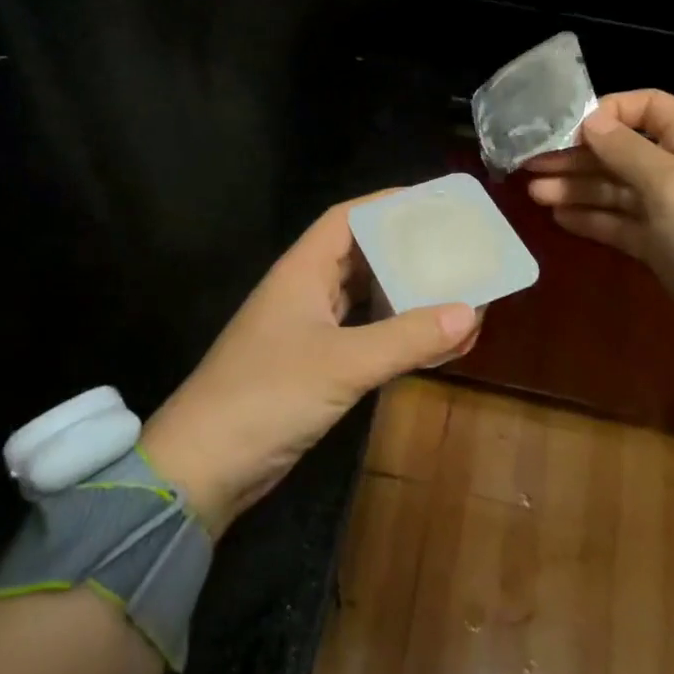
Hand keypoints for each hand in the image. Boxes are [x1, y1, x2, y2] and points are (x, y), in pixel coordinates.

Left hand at [140, 195, 479, 536]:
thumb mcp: (343, 363)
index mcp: (303, 270)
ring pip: (366, 299)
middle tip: (458, 252)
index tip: (435, 205)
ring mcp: (308, 330)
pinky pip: (365, 337)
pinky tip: (430, 343)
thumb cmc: (268, 395)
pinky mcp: (314, 366)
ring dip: (406, 297)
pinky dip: (396, 336)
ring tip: (456, 294)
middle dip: (408, 252)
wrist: (204, 467)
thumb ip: (406, 338)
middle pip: (362, 256)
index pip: (348, 218)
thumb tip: (470, 311)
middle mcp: (306, 291)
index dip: (389, 205)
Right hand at [524, 90, 673, 379]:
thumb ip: (625, 151)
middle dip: (576, 155)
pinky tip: (559, 217)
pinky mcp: (663, 247)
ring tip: (533, 192)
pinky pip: (620, 223)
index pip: (644, 107)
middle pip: (620, 150)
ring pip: (615, 189)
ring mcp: (671, 210)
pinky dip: (591, 219)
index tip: (564, 131)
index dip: (604, 113)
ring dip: (575, 187)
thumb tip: (590, 120)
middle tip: (529, 164)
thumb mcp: (671, 183)